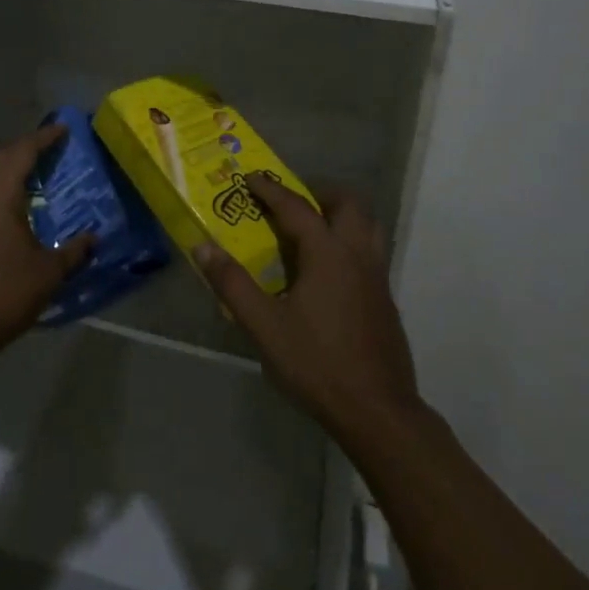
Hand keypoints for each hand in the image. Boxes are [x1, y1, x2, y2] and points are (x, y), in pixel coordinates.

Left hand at [0, 123, 93, 371]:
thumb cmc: (2, 297)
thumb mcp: (48, 275)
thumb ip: (74, 252)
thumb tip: (94, 238)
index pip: (22, 153)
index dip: (44, 139)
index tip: (62, 130)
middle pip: (0, 158)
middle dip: (24, 149)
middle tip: (49, 149)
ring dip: (6, 166)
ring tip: (29, 172)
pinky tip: (3, 204)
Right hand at [193, 174, 419, 442]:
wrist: (378, 412)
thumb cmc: (317, 364)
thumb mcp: (265, 326)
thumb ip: (233, 284)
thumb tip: (202, 246)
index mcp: (328, 253)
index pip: (296, 206)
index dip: (271, 189)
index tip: (250, 177)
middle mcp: (357, 255)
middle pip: (346, 204)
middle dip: (318, 193)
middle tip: (290, 202)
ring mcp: (377, 277)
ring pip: (366, 226)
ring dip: (340, 215)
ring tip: (313, 228)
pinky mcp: (386, 300)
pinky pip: (370, 252)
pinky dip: (349, 242)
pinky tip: (329, 272)